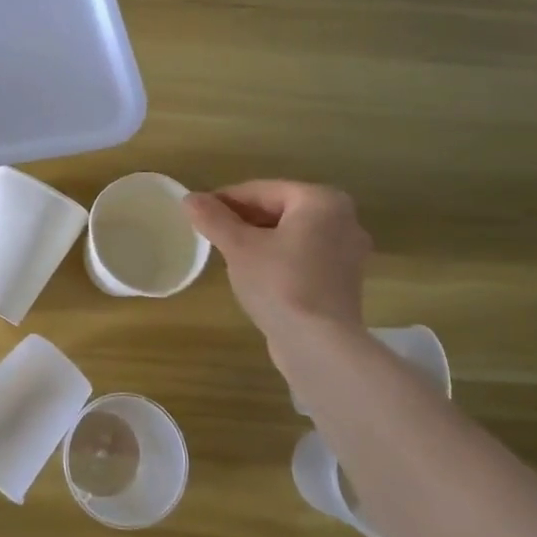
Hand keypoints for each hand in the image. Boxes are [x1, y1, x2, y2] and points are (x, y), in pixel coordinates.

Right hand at [184, 181, 370, 342]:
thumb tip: (189, 198)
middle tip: (210, 232)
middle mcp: (343, 219)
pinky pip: (303, 256)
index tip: (197, 211)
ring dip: (259, 238)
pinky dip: (278, 257)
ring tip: (227, 252)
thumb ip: (213, 219)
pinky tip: (254, 272)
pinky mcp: (343, 281)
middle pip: (279, 209)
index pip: (261, 190)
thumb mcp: (238, 247)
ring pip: (291, 234)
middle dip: (243, 219)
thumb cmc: (280, 284)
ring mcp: (347, 252)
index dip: (225, 199)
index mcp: (321, 201)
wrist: (319, 345)